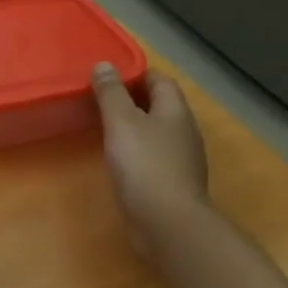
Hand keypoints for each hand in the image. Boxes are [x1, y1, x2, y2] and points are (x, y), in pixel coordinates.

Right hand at [91, 63, 209, 258]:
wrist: (167, 223)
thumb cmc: (144, 165)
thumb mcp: (121, 122)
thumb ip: (111, 93)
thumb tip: (104, 65)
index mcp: (175, 112)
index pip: (161, 81)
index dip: (138, 74)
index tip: (111, 75)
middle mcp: (184, 132)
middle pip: (161, 107)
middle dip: (136, 100)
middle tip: (103, 99)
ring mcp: (182, 160)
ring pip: (158, 133)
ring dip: (137, 127)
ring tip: (107, 128)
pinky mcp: (173, 184)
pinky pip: (155, 157)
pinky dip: (138, 152)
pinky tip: (120, 160)